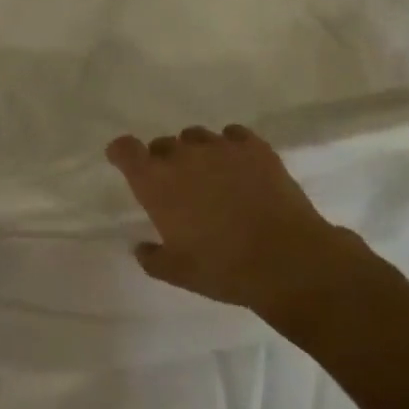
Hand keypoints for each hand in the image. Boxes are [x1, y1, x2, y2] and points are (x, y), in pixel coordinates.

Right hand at [106, 123, 375, 320]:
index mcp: (156, 183)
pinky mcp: (255, 147)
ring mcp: (220, 146)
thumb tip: (141, 247)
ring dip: (195, 152)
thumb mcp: (178, 273)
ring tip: (210, 175)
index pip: (125, 150)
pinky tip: (239, 166)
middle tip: (177, 187)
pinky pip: (233, 135)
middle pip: (162, 144)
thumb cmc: (223, 268)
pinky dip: (230, 146)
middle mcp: (183, 156)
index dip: (121, 152)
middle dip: (163, 161)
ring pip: (196, 136)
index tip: (123, 161)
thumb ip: (153, 258)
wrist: (287, 259)